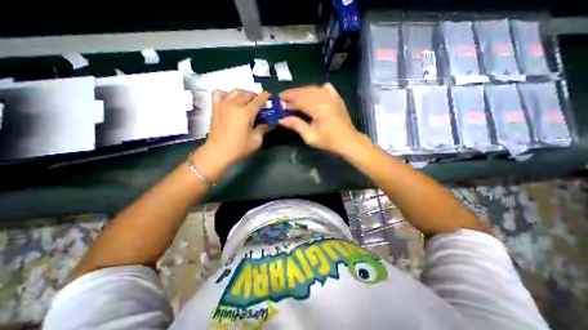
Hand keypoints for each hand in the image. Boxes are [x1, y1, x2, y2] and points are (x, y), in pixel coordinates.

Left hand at [193, 89, 270, 181]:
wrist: (218, 152)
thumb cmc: (239, 148)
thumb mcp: (256, 141)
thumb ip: (263, 128)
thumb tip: (269, 122)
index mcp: (246, 113)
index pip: (259, 99)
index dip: (266, 97)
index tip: (270, 97)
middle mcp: (234, 104)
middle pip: (248, 93)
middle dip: (256, 96)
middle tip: (260, 104)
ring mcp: (223, 104)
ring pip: (235, 91)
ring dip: (244, 94)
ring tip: (247, 102)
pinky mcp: (215, 107)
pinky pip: (219, 93)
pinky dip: (226, 94)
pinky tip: (230, 101)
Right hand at [277, 82, 363, 154]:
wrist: (348, 141)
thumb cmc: (329, 141)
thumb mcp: (310, 137)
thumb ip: (296, 125)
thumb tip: (282, 119)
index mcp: (319, 108)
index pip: (299, 101)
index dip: (289, 102)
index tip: (280, 105)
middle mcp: (325, 99)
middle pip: (305, 92)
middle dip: (292, 93)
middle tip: (283, 97)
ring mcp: (333, 97)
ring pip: (314, 88)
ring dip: (302, 91)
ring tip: (294, 96)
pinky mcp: (337, 98)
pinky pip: (326, 88)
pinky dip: (317, 89)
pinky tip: (313, 95)